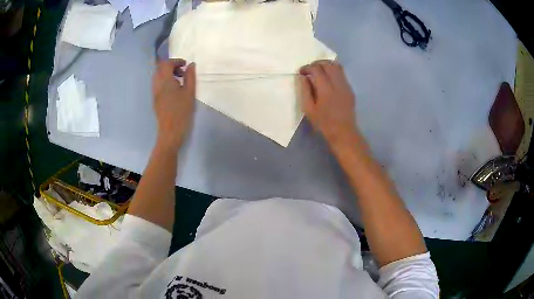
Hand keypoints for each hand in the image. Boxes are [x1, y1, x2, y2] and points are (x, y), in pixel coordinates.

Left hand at [152, 59, 195, 148]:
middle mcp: (157, 85)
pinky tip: (175, 91)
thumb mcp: (190, 92)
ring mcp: (155, 93)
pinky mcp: (155, 100)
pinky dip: (166, 82)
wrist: (171, 132)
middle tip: (182, 72)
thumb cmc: (182, 112)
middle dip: (171, 66)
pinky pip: (158, 85)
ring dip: (168, 74)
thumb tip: (191, 65)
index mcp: (165, 81)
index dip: (176, 61)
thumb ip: (190, 76)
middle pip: (160, 68)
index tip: (185, 65)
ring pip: (158, 77)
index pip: (166, 63)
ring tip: (180, 82)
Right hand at [299, 60, 357, 145]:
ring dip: (326, 65)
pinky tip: (327, 79)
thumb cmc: (323, 123)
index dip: (307, 67)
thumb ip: (305, 91)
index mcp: (326, 90)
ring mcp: (346, 86)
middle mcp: (338, 84)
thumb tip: (302, 77)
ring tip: (319, 71)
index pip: (316, 69)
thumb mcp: (309, 109)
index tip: (301, 72)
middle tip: (309, 69)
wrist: (343, 132)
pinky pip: (341, 74)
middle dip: (317, 63)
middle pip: (328, 64)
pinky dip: (333, 71)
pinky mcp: (350, 89)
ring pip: (337, 66)